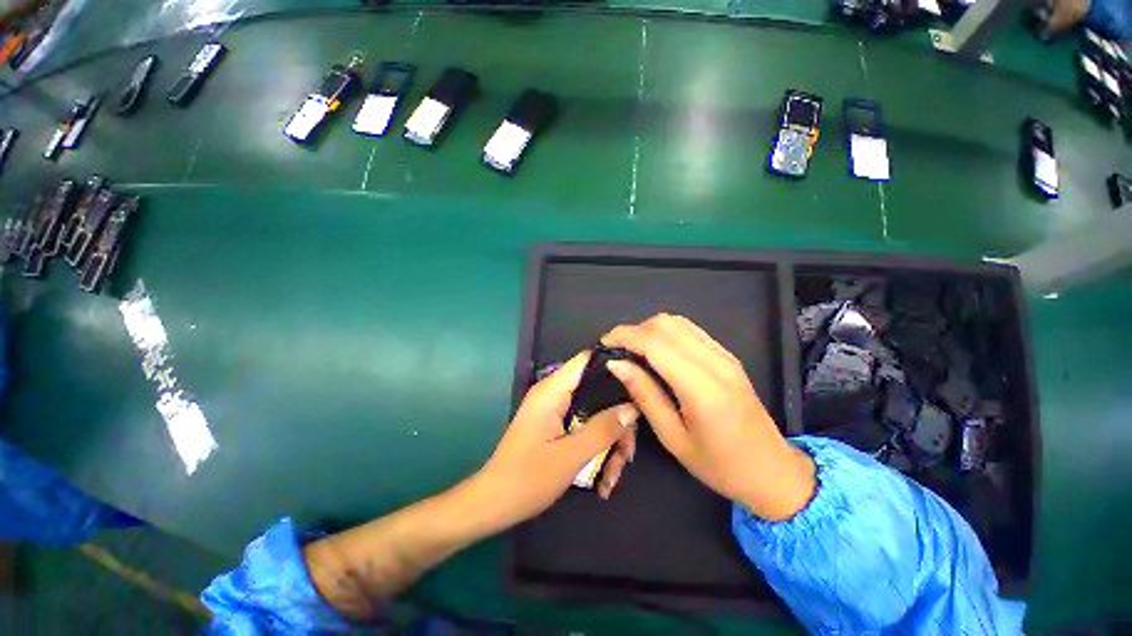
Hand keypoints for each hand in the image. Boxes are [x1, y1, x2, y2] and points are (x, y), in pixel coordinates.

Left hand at [472, 352, 639, 530]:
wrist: (494, 504)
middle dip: (616, 422)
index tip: (639, 381)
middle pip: (597, 392)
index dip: (614, 365)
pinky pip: (585, 427)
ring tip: (612, 476)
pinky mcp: (557, 426)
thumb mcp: (571, 456)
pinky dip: (596, 448)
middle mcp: (555, 394)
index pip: (587, 360)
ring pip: (595, 413)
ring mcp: (555, 410)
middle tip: (627, 454)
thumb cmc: (528, 478)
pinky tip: (603, 479)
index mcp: (553, 390)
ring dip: (609, 443)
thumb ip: (603, 429)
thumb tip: (632, 407)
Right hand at [602, 314, 814, 521]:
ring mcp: (725, 355)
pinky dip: (666, 332)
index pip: (655, 343)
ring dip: (649, 329)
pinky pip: (690, 330)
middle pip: (665, 324)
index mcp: (701, 387)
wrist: (773, 470)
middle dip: (634, 330)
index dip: (624, 336)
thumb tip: (617, 364)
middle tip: (616, 350)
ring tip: (633, 349)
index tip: (604, 344)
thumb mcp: (673, 437)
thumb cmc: (719, 465)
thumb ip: (644, 394)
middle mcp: (715, 362)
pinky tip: (656, 351)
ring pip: (678, 322)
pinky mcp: (728, 355)